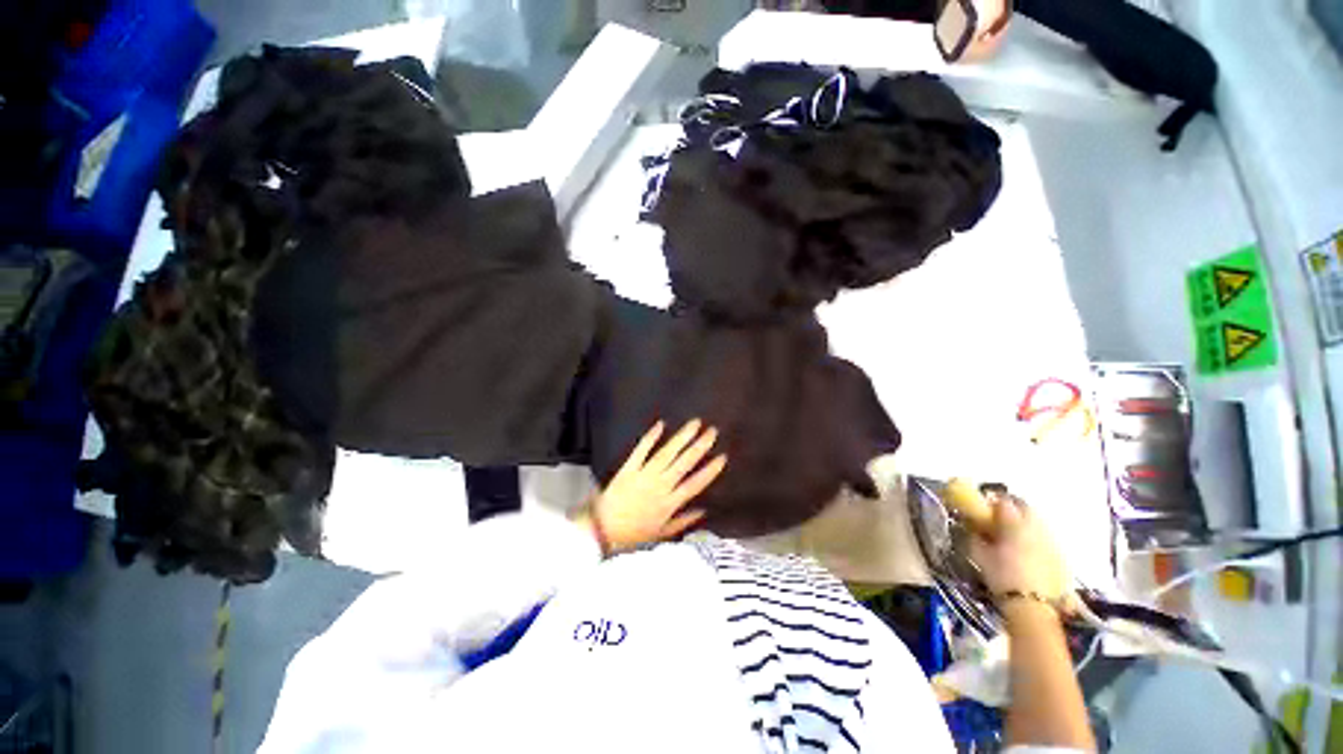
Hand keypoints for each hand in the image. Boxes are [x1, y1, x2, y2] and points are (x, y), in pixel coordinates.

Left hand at [576, 420, 726, 554]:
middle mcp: (660, 486)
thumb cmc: (631, 536)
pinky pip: (641, 451)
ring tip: (694, 424)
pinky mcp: (628, 469)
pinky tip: (661, 424)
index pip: (695, 484)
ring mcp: (644, 475)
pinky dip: (651, 437)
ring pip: (667, 453)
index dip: (710, 470)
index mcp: (669, 503)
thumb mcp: (661, 535)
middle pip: (684, 463)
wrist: (601, 532)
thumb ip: (682, 522)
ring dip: (682, 438)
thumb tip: (703, 511)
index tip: (722, 457)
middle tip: (712, 431)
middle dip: (700, 446)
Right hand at [970, 494, 1071, 607]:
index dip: (990, 501)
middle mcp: (1036, 526)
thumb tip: (971, 527)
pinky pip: (1045, 536)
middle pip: (1024, 507)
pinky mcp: (1060, 555)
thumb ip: (975, 536)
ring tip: (1011, 534)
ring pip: (1037, 521)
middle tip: (996, 518)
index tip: (981, 508)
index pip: (1003, 501)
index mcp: (1014, 523)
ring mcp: (1051, 540)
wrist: (1034, 608)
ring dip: (1024, 521)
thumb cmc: (1003, 577)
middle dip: (1011, 508)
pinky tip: (1026, 550)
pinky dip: (1034, 536)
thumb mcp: (980, 556)